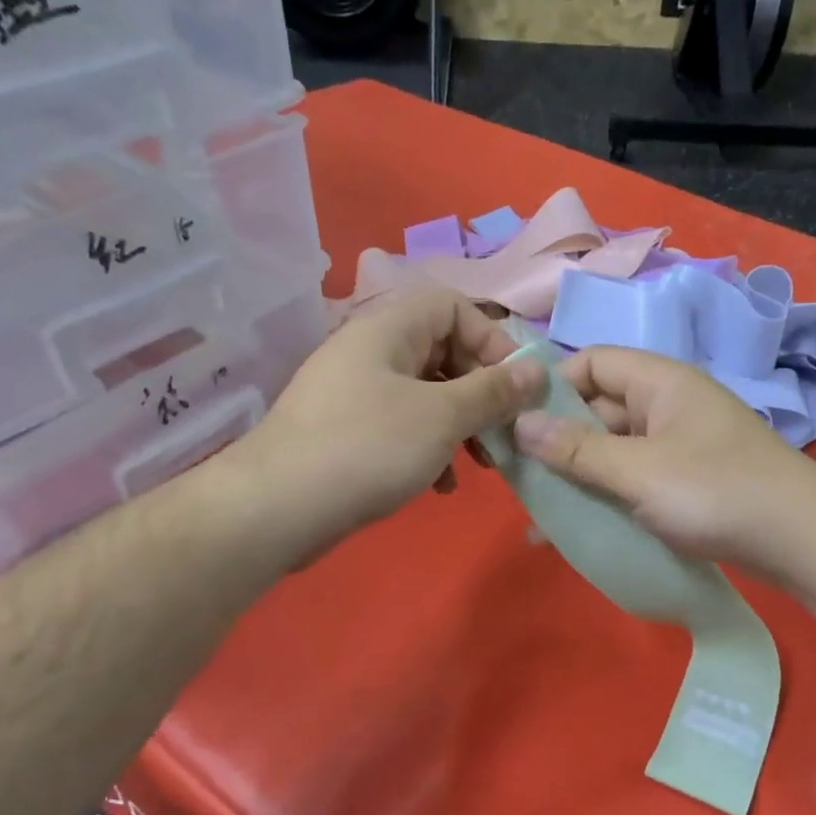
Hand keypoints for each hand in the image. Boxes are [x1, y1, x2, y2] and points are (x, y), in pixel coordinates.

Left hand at [233, 289, 544, 555]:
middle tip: (505, 430)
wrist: (277, 508)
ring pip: (427, 394)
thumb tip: (538, 370)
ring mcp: (356, 393)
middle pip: (443, 351)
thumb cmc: (368, 447)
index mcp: (388, 329)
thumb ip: (493, 392)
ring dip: (461, 425)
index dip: (491, 339)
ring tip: (480, 463)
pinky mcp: (348, 432)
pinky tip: (441, 485)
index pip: (453, 306)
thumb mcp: (442, 417)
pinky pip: (403, 426)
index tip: (516, 385)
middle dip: (481, 391)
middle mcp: (370, 351)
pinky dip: (430, 448)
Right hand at [511, 346, 815, 572]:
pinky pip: (635, 478)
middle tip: (519, 475)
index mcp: (660, 382)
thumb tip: (518, 424)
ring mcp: (680, 445)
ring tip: (539, 508)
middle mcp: (669, 405)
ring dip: (579, 474)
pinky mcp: (687, 482)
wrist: (801, 541)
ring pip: (615, 449)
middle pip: (599, 408)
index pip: (592, 362)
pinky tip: (577, 528)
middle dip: (558, 438)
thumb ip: (577, 450)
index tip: (516, 423)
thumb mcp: (638, 472)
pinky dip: (607, 496)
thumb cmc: (716, 492)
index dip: (552, 386)